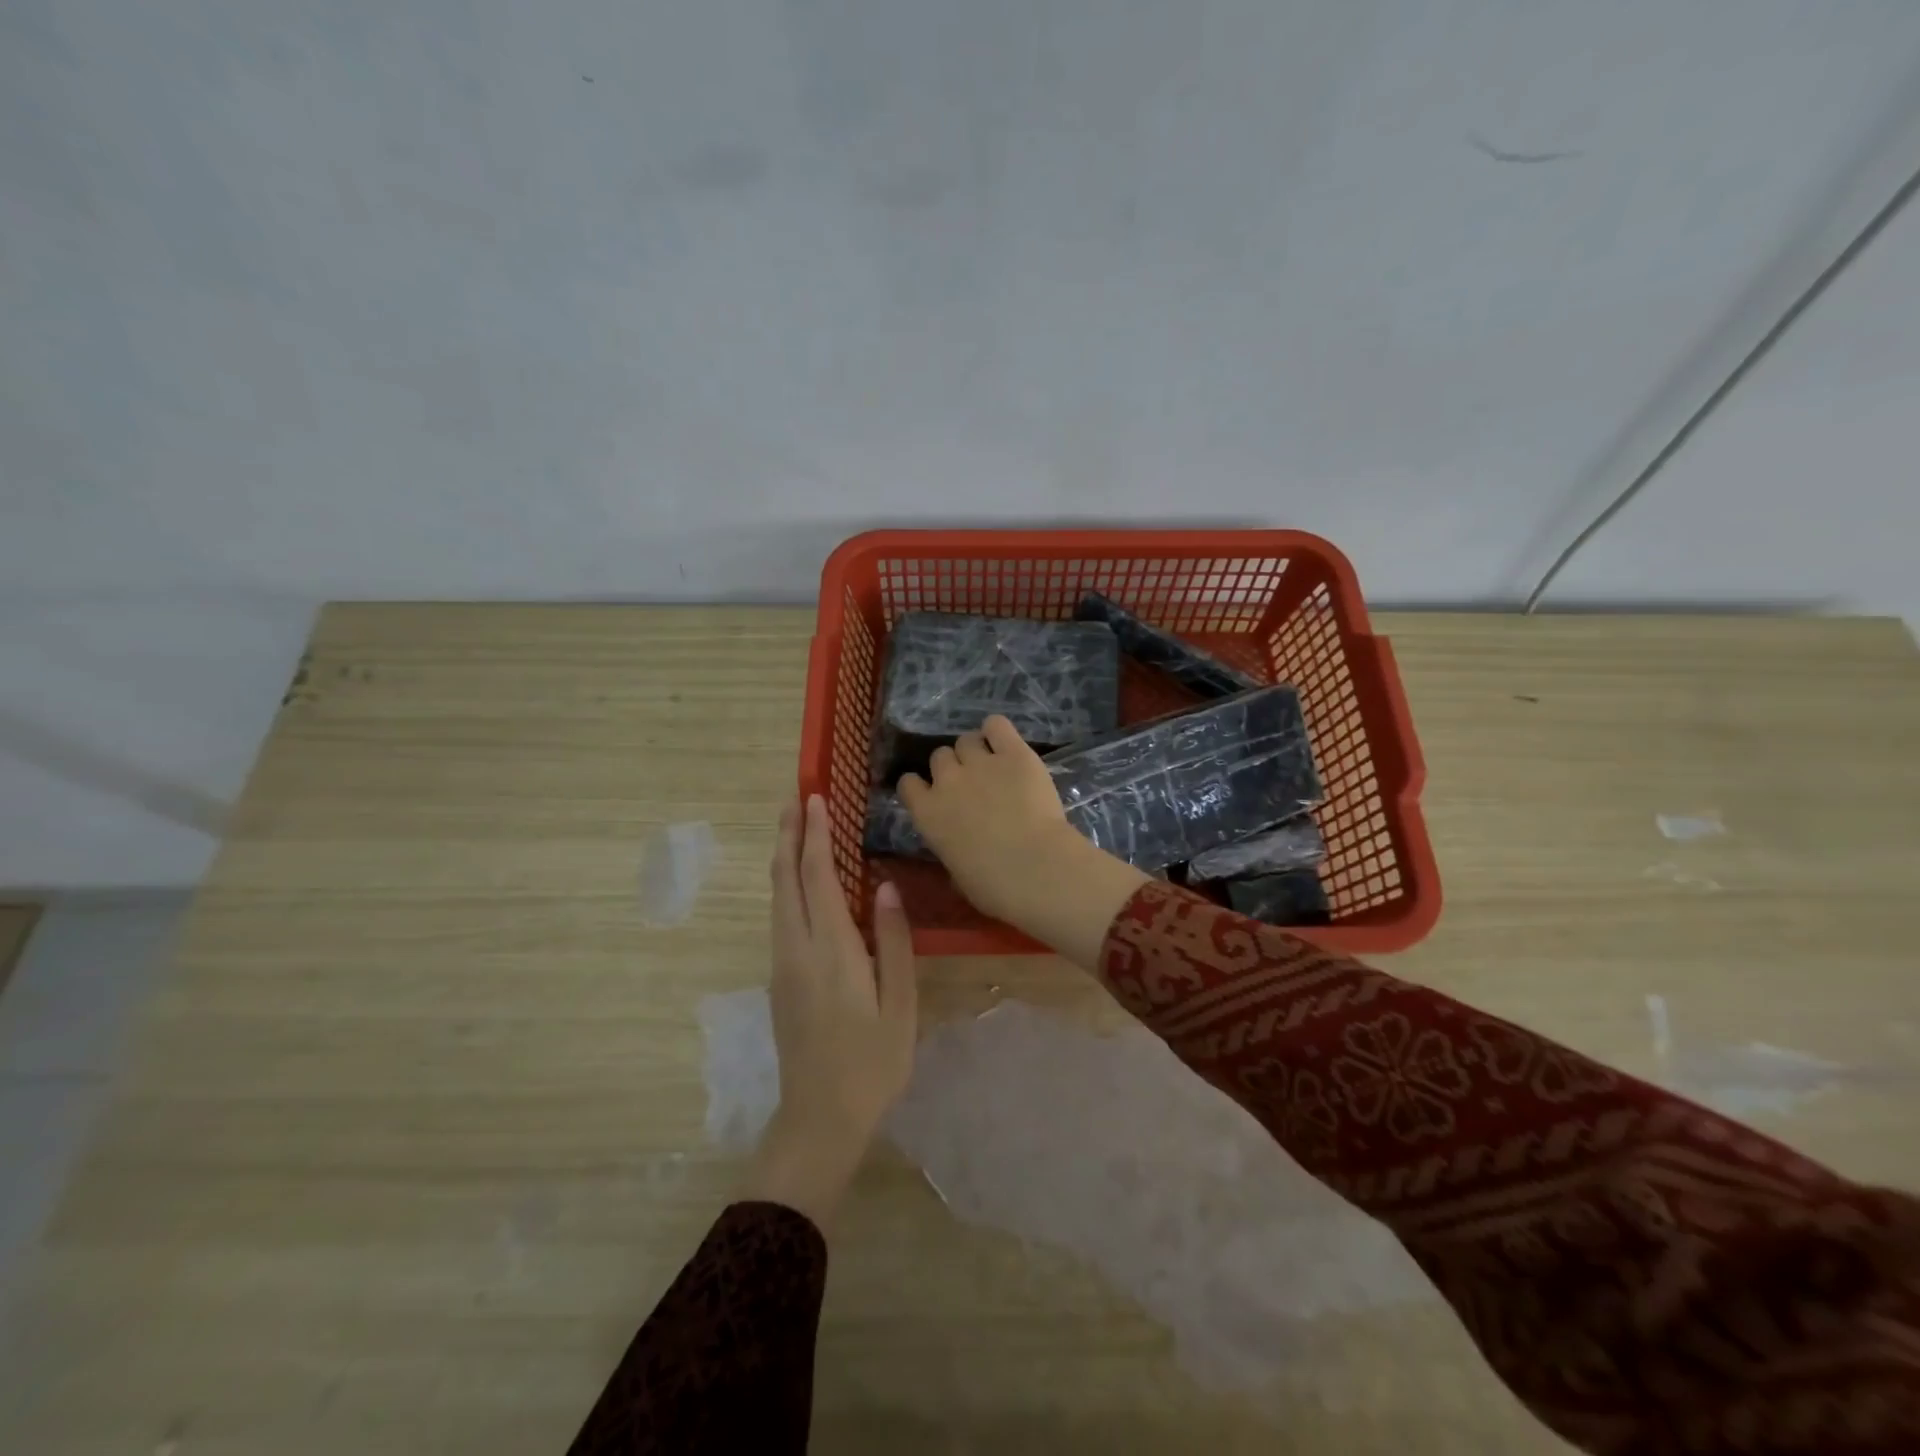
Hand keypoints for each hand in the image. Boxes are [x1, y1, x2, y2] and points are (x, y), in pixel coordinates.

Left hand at [740, 795, 916, 1227]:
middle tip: (795, 797)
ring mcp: (782, 965)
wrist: (820, 1119)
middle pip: (784, 879)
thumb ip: (892, 942)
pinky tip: (801, 880)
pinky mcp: (779, 979)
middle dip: (788, 835)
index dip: (815, 835)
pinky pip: (780, 916)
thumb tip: (882, 886)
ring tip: (794, 827)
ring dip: (784, 857)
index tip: (815, 798)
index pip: (818, 878)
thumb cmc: (872, 1063)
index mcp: (831, 951)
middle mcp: (797, 949)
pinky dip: (787, 884)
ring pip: (777, 897)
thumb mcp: (899, 1004)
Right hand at [898, 716, 1147, 967]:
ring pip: (967, 739)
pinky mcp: (1014, 753)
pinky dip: (998, 731)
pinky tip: (1006, 744)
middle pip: (939, 756)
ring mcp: (980, 763)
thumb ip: (950, 849)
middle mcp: (947, 781)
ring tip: (993, 764)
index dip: (922, 786)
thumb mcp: (957, 874)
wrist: (1036, 869)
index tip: (935, 795)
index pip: (908, 783)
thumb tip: (956, 847)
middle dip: (953, 767)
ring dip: (976, 750)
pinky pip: (997, 725)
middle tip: (973, 784)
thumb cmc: (994, 887)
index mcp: (927, 814)